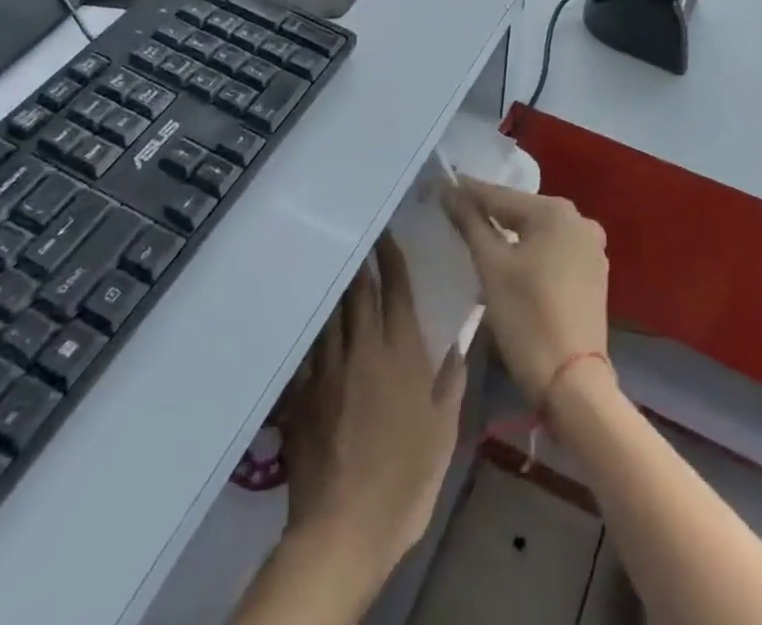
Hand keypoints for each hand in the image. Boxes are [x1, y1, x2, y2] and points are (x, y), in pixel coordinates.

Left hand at [279, 232, 465, 569]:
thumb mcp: (444, 430)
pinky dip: (313, 330)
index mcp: (401, 352)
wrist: (345, 526)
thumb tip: (459, 343)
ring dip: (336, 290)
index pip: (395, 290)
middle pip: (358, 293)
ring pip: (330, 314)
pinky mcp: (302, 394)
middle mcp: (363, 349)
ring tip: (336, 268)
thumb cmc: (406, 477)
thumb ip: (451, 380)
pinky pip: (308, 349)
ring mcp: (328, 370)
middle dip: (360, 263)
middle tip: (358, 238)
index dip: (390, 258)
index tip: (385, 234)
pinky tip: (311, 322)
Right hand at [446, 179, 609, 404]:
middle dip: (490, 213)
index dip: (469, 192)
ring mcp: (591, 247)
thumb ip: (471, 224)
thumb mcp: (491, 268)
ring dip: (510, 235)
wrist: (573, 382)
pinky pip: (554, 251)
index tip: (444, 185)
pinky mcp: (594, 273)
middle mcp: (579, 220)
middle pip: (522, 212)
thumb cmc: (527, 317)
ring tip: (479, 237)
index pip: (501, 196)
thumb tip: (450, 191)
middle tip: (457, 212)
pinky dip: (531, 253)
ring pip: (539, 233)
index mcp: (555, 211)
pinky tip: (512, 263)